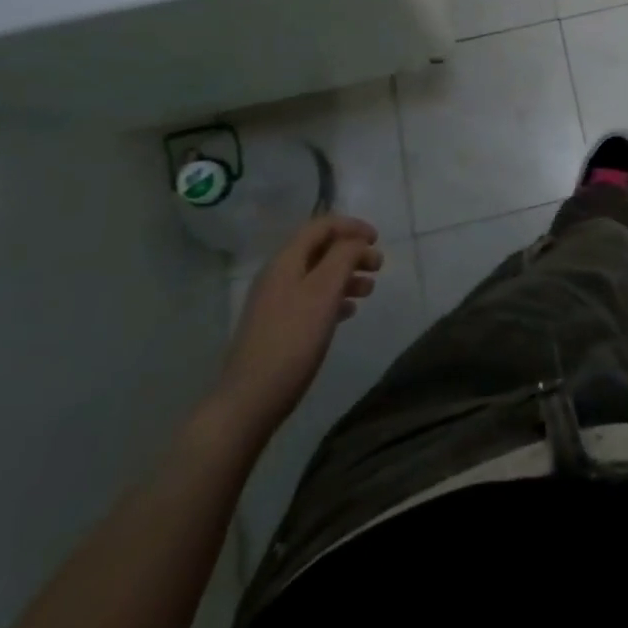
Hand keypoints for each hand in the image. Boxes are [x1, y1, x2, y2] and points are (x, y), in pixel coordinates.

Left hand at [214, 214, 381, 434]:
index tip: (377, 239)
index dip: (351, 226)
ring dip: (346, 276)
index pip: (321, 226)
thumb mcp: (324, 291)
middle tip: (379, 267)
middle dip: (352, 252)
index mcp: (286, 260)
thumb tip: (356, 241)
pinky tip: (349, 313)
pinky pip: (312, 299)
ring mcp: (276, 302)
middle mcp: (278, 275)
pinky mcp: (278, 327)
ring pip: (318, 275)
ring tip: (369, 291)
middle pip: (321, 249)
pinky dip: (334, 298)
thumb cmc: (292, 340)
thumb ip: (344, 257)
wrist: (249, 401)